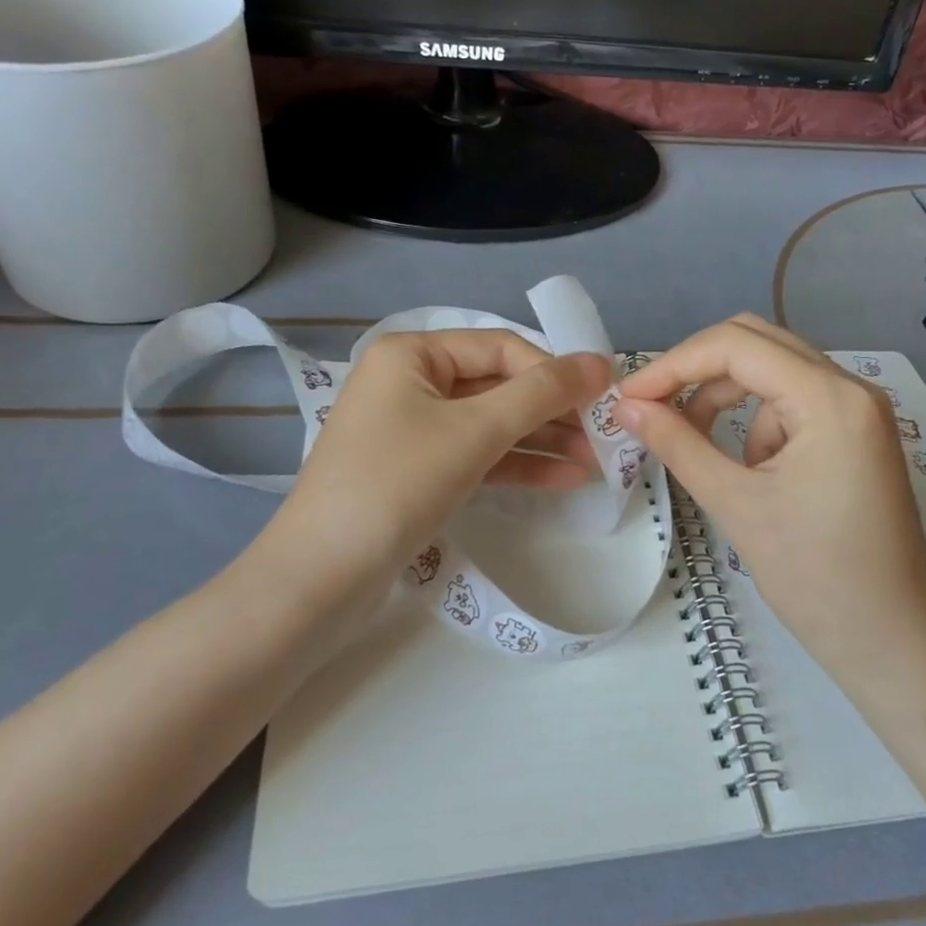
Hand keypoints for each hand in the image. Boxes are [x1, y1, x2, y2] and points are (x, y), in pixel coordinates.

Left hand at [247, 330, 611, 638]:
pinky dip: (516, 465)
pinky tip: (563, 479)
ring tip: (595, 463)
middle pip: (497, 385)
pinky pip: (476, 456)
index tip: (601, 399)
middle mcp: (409, 382)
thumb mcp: (474, 431)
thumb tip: (601, 362)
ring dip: (541, 440)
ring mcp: (412, 429)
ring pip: (490, 424)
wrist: (321, 578)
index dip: (553, 371)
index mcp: (412, 354)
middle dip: (551, 411)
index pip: (500, 347)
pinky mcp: (417, 471)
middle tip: (604, 436)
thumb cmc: (396, 484)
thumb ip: (541, 393)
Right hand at [616, 315, 925, 701]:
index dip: (673, 364)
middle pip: (756, 343)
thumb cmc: (815, 577)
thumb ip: (677, 443)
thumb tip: (625, 406)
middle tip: (651, 406)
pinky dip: (757, 422)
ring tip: (697, 445)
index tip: (628, 398)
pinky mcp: (856, 434)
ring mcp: (859, 409)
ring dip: (726, 397)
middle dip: (697, 371)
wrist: (892, 643)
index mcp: (829, 397)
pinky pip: (792, 403)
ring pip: (772, 372)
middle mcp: (850, 387)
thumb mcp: (735, 504)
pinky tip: (751, 470)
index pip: (735, 346)